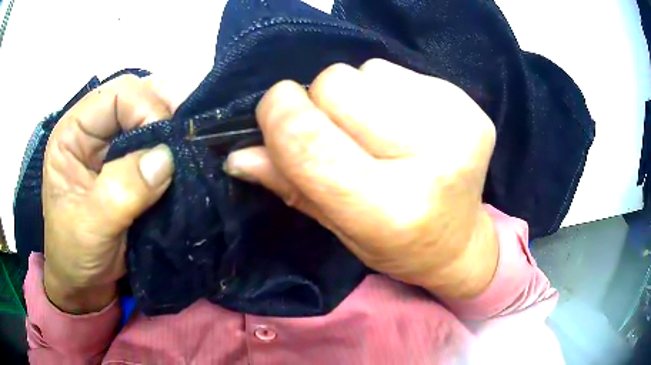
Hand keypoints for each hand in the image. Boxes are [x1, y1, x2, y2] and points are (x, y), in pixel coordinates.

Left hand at [43, 75, 178, 313]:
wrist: (85, 283)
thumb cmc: (74, 255)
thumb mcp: (89, 227)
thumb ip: (121, 192)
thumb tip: (166, 157)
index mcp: (73, 133)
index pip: (115, 95)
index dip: (145, 108)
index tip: (168, 144)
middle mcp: (94, 130)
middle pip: (138, 96)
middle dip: (166, 112)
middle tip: (189, 138)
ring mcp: (113, 145)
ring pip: (152, 115)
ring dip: (174, 129)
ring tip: (192, 147)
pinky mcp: (130, 164)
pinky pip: (159, 143)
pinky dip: (175, 148)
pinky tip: (187, 159)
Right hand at [225, 59, 497, 298]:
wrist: (457, 240)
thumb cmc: (394, 243)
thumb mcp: (336, 225)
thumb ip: (289, 184)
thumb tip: (237, 155)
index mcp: (392, 209)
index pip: (310, 141)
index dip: (278, 115)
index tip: (274, 112)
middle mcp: (434, 162)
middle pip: (336, 85)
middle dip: (321, 105)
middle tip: (341, 137)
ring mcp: (458, 125)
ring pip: (365, 70)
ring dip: (356, 97)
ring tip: (380, 134)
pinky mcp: (468, 104)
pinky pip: (394, 70)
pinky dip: (384, 90)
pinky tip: (406, 124)